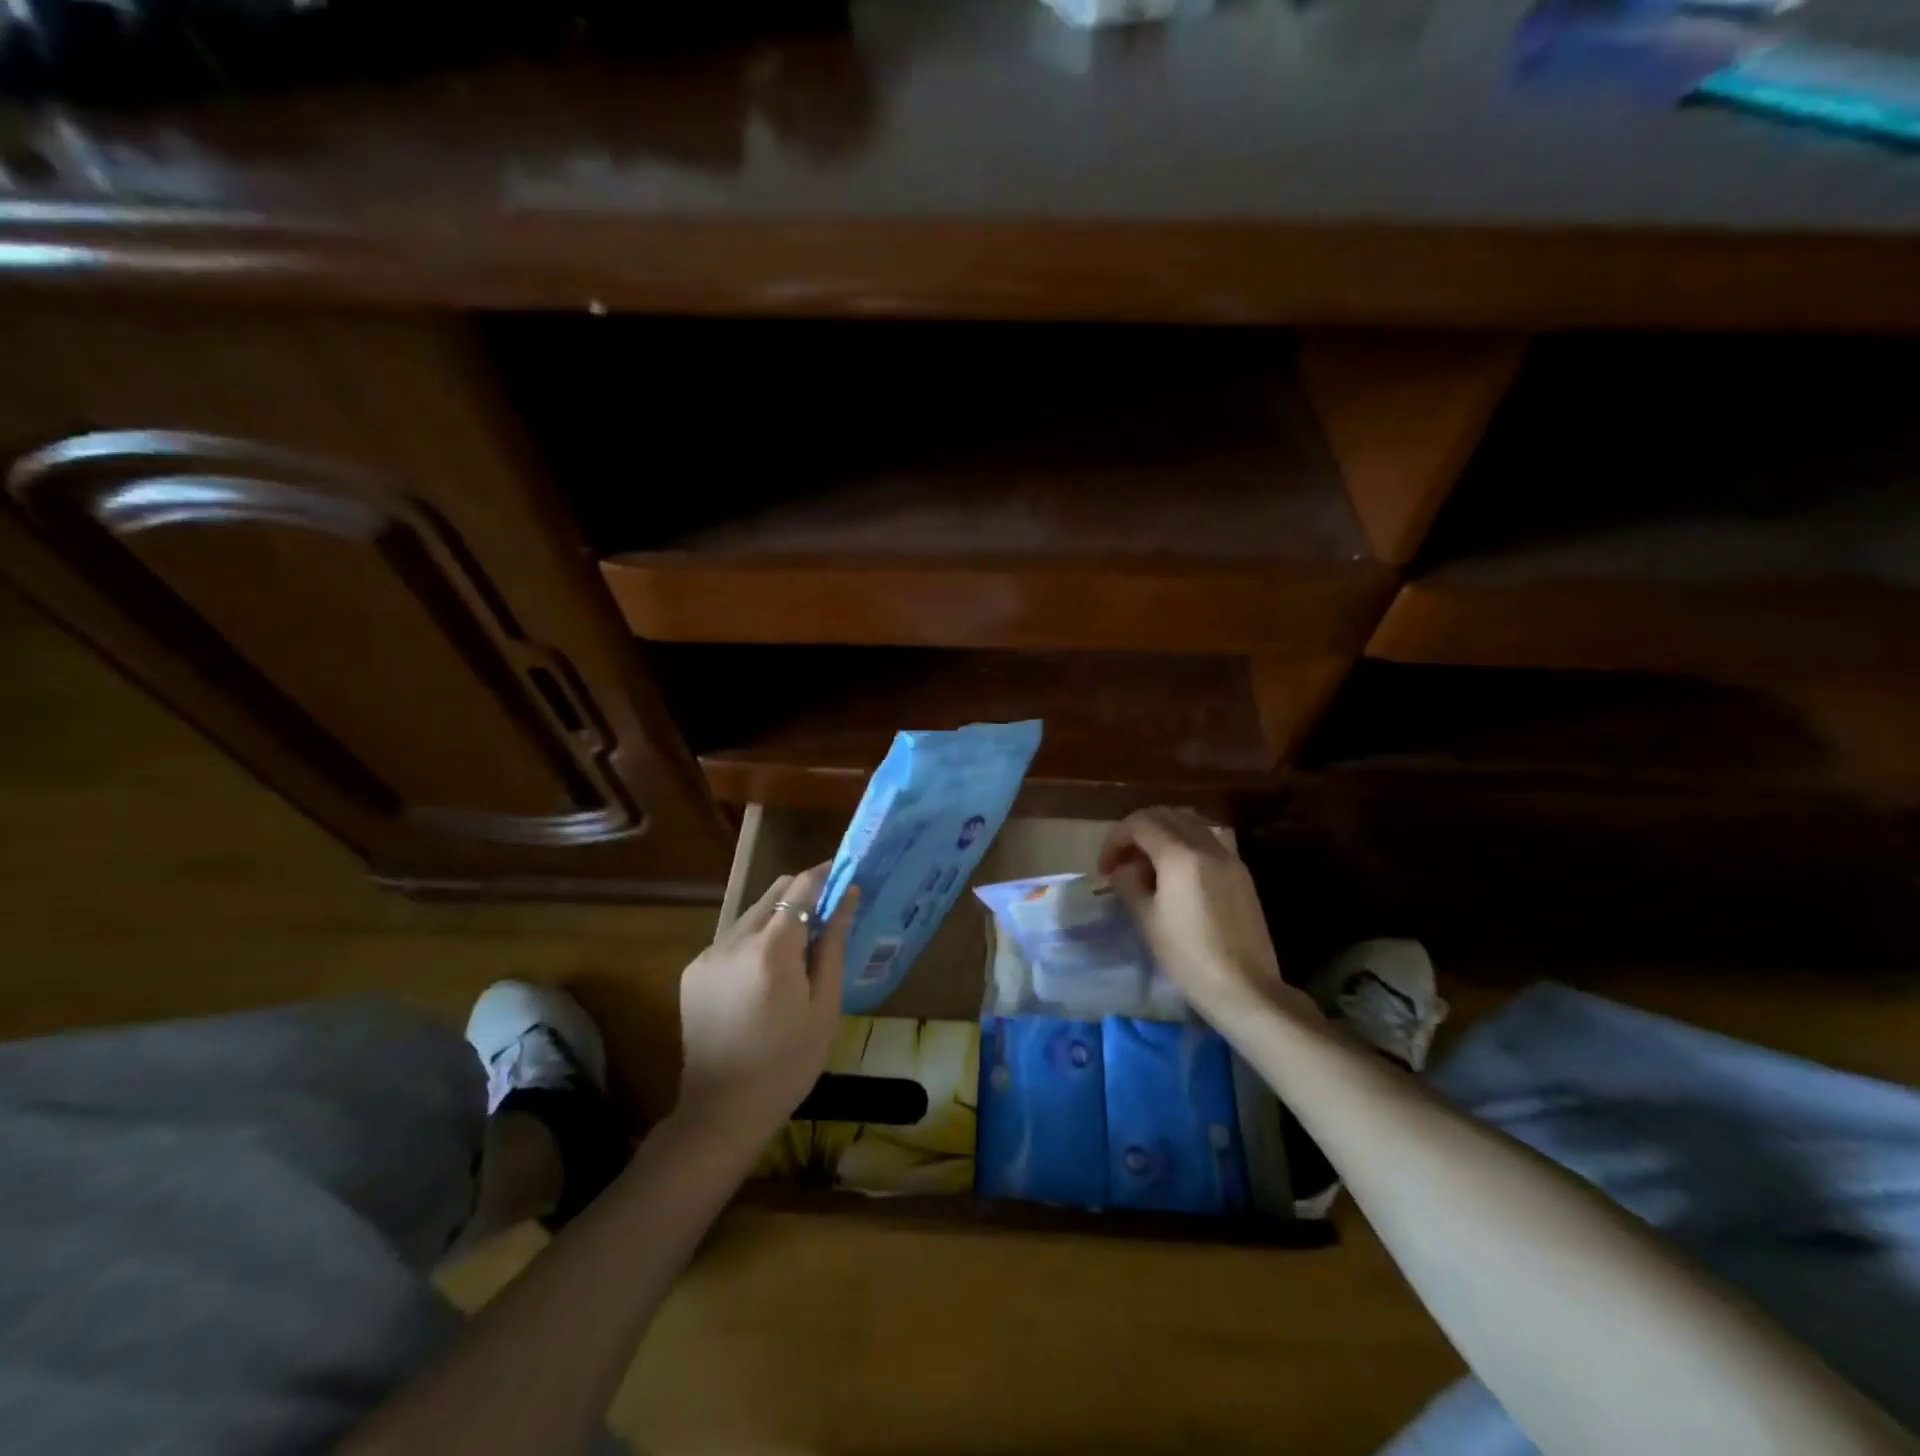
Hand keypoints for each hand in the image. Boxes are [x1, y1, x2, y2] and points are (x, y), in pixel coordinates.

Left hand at [676, 862, 855, 1143]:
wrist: (723, 1110)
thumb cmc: (789, 1062)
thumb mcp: (824, 1005)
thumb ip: (833, 943)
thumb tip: (847, 895)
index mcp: (771, 951)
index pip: (800, 888)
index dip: (824, 874)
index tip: (845, 873)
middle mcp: (734, 941)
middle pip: (774, 892)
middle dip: (803, 892)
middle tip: (830, 910)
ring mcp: (709, 954)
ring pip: (752, 913)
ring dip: (780, 916)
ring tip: (802, 945)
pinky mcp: (694, 970)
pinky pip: (734, 937)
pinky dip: (757, 938)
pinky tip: (769, 971)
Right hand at [1098, 807, 1301, 1023]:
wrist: (1244, 988)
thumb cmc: (1188, 957)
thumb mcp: (1146, 920)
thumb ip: (1129, 884)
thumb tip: (1124, 870)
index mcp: (1180, 855)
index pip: (1139, 823)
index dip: (1115, 840)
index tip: (1105, 869)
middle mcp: (1206, 846)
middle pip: (1165, 815)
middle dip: (1137, 831)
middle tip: (1122, 861)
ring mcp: (1228, 857)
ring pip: (1189, 823)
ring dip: (1162, 833)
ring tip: (1147, 865)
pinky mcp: (1241, 874)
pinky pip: (1207, 841)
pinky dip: (1184, 844)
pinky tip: (1175, 876)